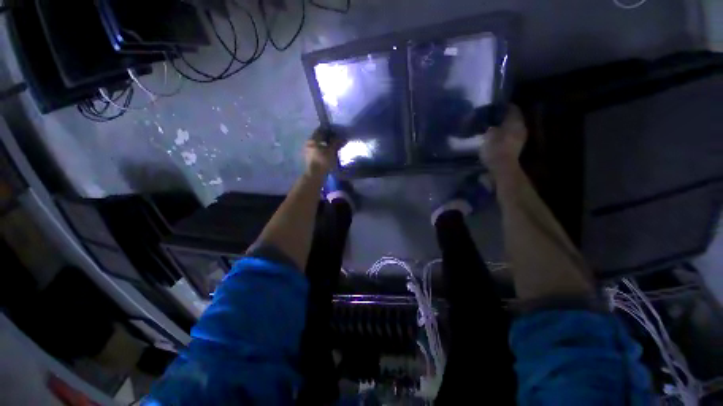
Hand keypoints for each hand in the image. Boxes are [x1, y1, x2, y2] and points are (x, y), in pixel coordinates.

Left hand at [304, 128, 342, 176]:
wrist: (315, 175)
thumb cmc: (322, 161)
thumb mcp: (331, 151)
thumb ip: (336, 143)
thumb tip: (344, 138)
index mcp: (313, 140)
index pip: (320, 130)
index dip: (329, 130)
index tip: (336, 132)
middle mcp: (309, 143)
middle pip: (319, 138)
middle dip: (328, 138)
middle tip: (337, 139)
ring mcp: (309, 151)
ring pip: (319, 145)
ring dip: (326, 145)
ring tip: (334, 147)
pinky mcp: (310, 158)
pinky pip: (318, 151)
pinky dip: (324, 150)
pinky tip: (330, 153)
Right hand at [479, 105, 527, 174]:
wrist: (502, 168)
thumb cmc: (495, 148)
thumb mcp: (489, 134)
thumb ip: (491, 126)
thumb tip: (491, 123)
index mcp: (516, 121)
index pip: (512, 108)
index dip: (503, 106)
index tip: (494, 107)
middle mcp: (521, 128)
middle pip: (513, 118)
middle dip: (503, 118)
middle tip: (491, 118)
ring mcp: (520, 139)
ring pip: (511, 128)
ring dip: (502, 128)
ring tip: (491, 128)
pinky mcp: (515, 149)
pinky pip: (509, 137)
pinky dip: (502, 136)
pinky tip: (494, 139)